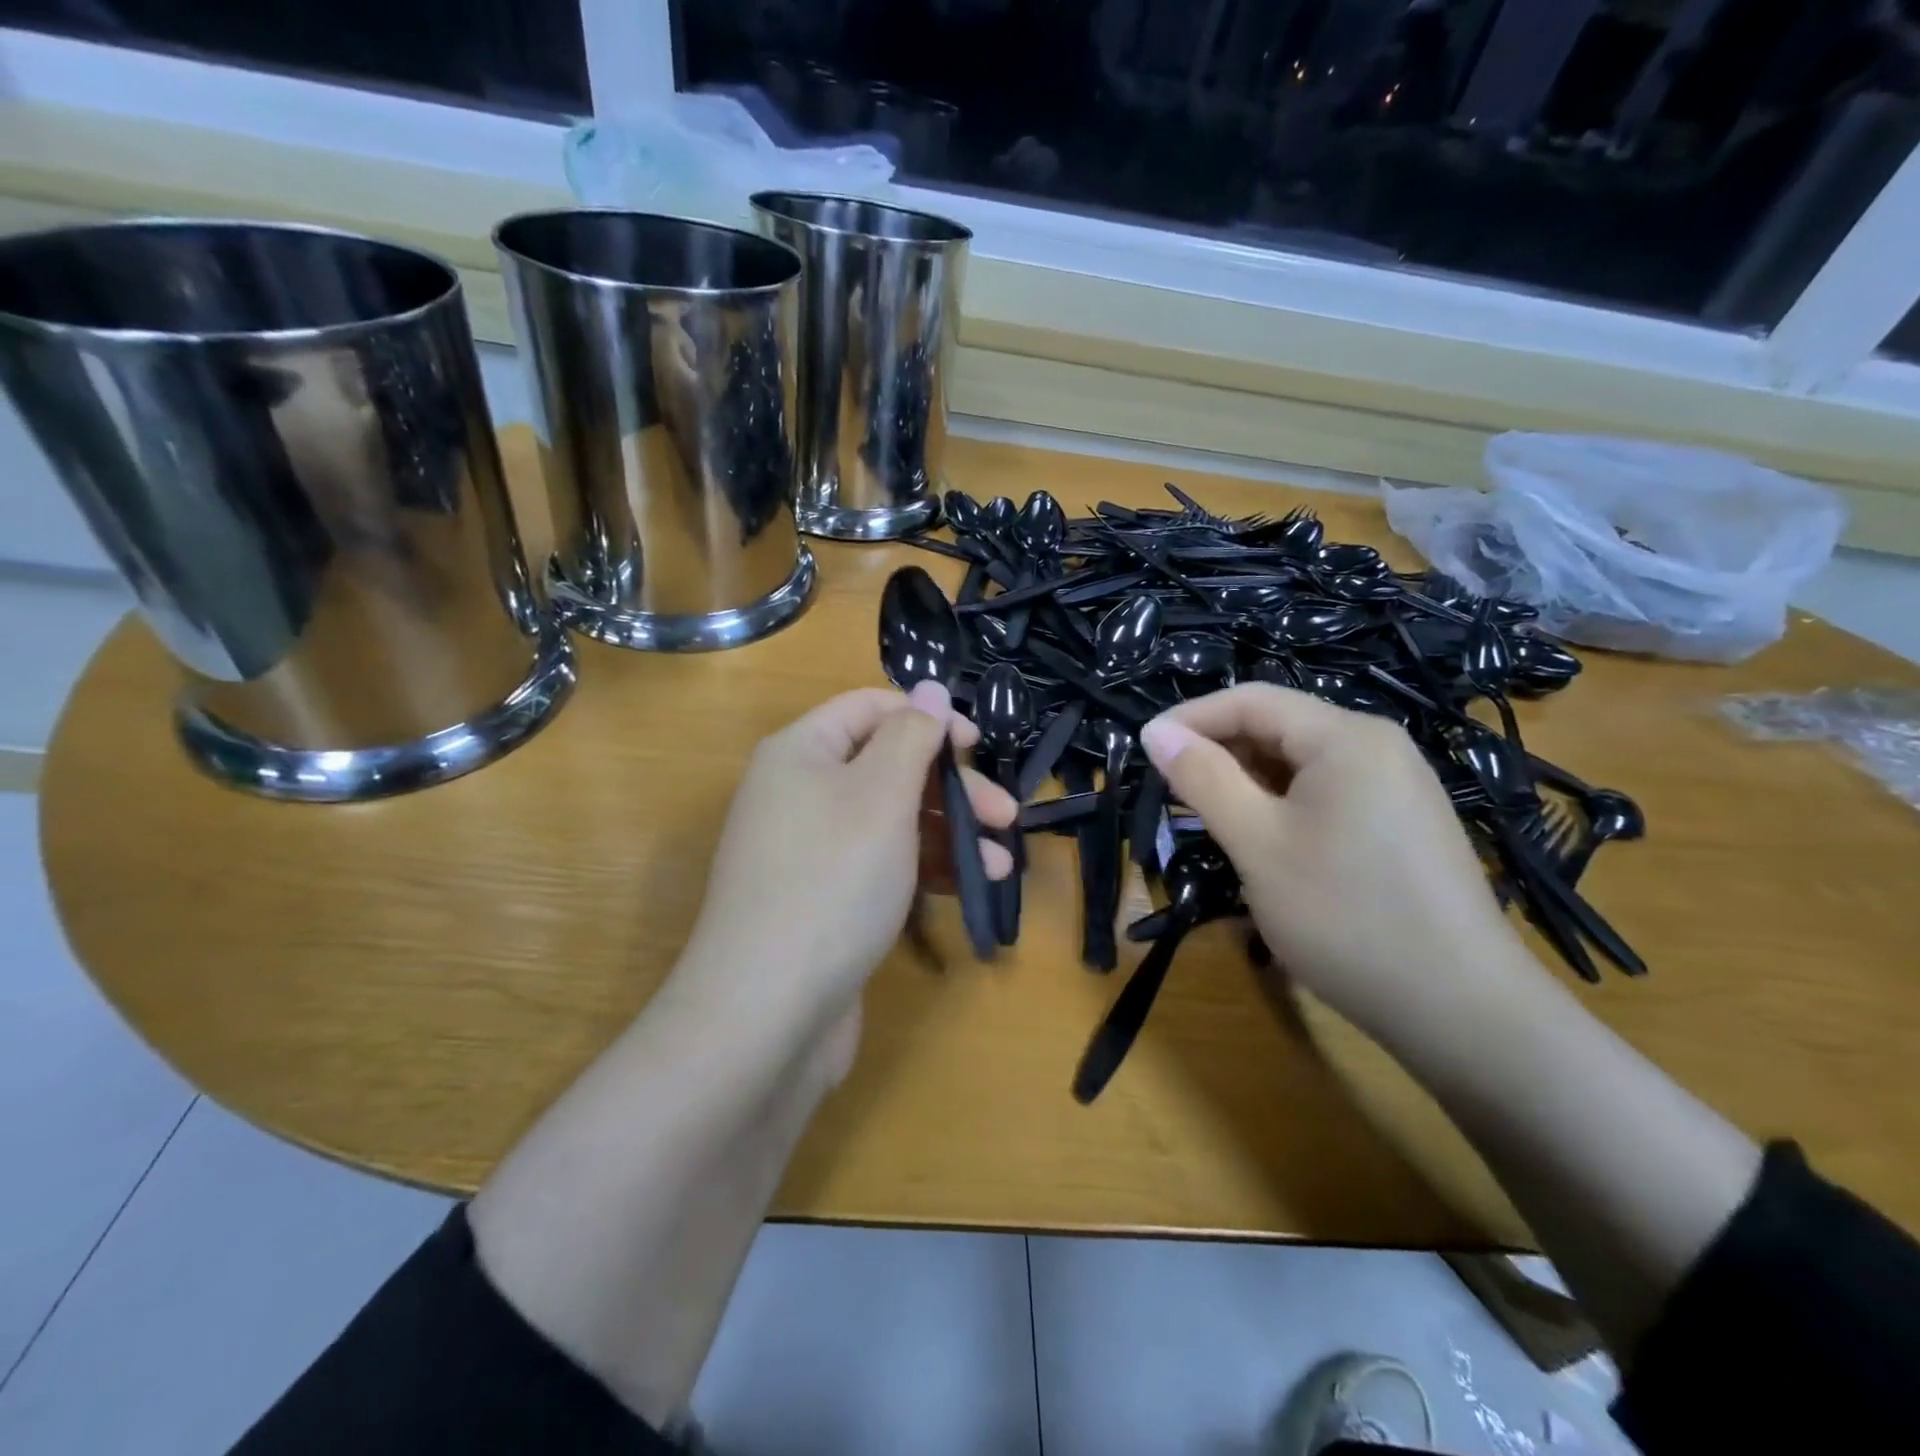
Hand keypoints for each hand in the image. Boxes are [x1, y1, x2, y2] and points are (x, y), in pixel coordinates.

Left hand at [675, 683, 1014, 1072]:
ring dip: (949, 833)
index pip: (869, 708)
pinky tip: (970, 886)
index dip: (927, 718)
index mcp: (800, 752)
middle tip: (1005, 815)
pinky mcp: (824, 900)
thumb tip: (930, 689)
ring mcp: (810, 850)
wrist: (766, 1013)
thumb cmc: (832, 881)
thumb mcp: (881, 794)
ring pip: (891, 820)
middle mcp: (799, 793)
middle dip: (950, 787)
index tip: (978, 746)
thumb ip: (912, 735)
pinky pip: (881, 864)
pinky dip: (925, 868)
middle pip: (887, 766)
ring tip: (999, 863)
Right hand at [1139, 684, 1528, 1038]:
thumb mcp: (1257, 842)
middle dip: (1218, 751)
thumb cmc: (1345, 916)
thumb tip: (1154, 732)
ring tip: (1207, 818)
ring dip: (1247, 782)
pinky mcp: (1402, 824)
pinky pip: (1327, 793)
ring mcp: (1397, 786)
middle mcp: (1377, 747)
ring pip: (1300, 764)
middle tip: (1169, 792)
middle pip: (1278, 727)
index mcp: (1346, 737)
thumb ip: (1203, 779)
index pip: (1251, 701)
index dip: (1190, 719)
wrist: (1462, 1011)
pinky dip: (1282, 805)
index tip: (1143, 751)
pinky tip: (1262, 841)